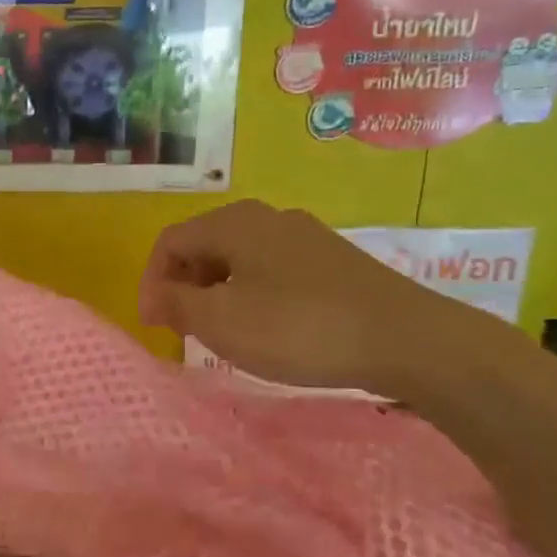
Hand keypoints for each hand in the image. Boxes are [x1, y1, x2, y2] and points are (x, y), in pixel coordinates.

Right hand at [137, 200, 491, 396]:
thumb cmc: (297, 327)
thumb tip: (155, 294)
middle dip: (183, 287)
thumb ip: (175, 303)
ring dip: (215, 294)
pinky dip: (250, 295)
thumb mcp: (220, 321)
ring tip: (219, 333)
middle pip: (204, 246)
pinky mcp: (331, 261)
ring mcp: (304, 237)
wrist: (405, 339)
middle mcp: (267, 218)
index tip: (153, 326)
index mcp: (233, 223)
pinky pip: (271, 271)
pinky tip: (265, 328)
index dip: (151, 282)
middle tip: (181, 330)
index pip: (170, 242)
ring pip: (238, 259)